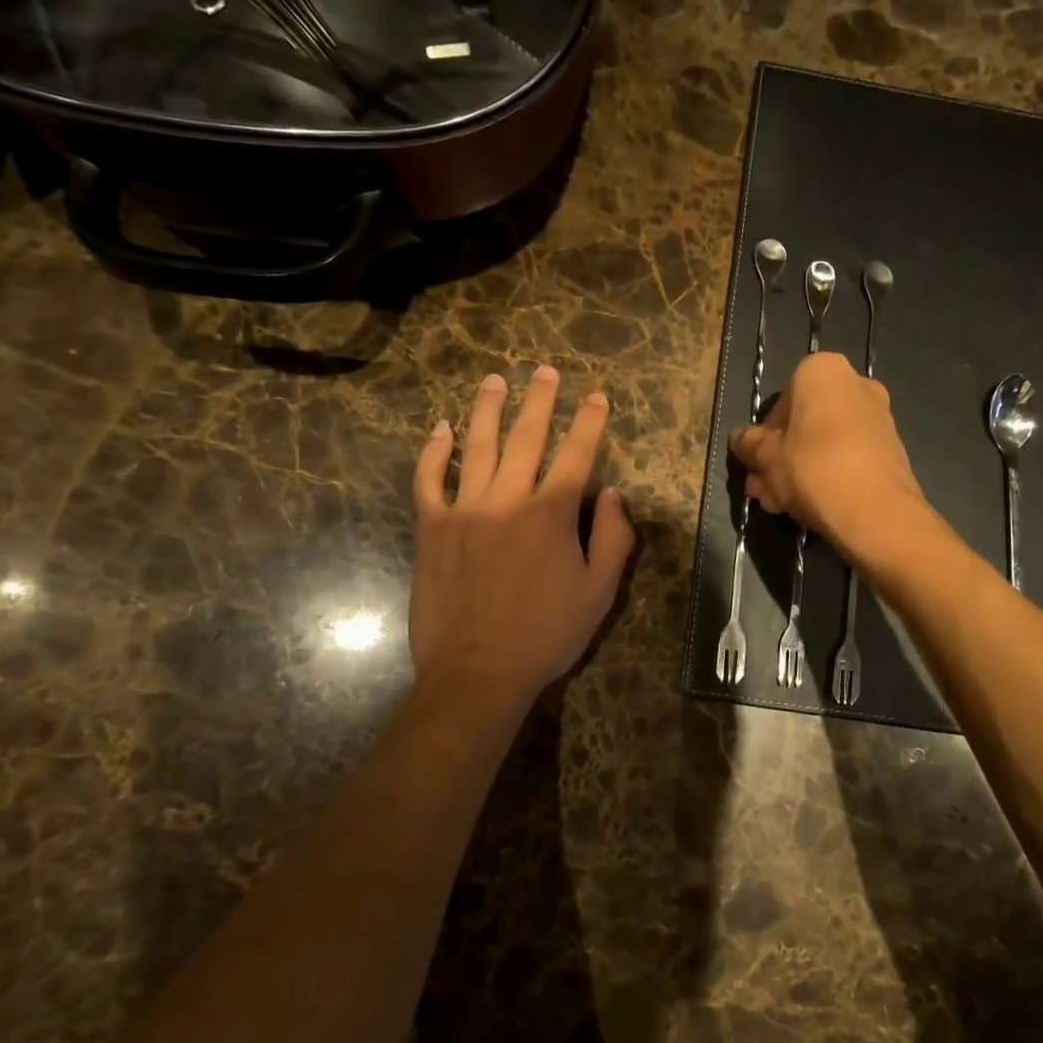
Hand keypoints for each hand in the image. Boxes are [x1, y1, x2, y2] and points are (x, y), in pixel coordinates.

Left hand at [410, 366, 634, 713]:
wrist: (478, 672)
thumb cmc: (546, 634)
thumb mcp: (600, 593)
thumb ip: (613, 539)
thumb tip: (613, 494)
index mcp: (552, 514)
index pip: (576, 454)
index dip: (589, 422)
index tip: (596, 396)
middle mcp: (508, 499)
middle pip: (526, 437)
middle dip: (540, 400)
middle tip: (545, 371)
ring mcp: (465, 510)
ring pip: (477, 447)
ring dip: (487, 410)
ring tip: (495, 381)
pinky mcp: (431, 528)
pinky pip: (429, 480)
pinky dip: (434, 452)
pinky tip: (440, 429)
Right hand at [730, 351, 930, 562]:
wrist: (876, 511)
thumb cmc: (812, 468)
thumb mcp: (766, 457)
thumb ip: (749, 444)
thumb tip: (740, 439)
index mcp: (823, 371)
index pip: (782, 399)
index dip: (764, 435)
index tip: (757, 462)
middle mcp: (856, 384)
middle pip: (805, 423)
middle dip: (781, 456)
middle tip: (764, 488)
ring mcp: (879, 417)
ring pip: (826, 443)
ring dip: (801, 470)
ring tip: (781, 505)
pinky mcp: (892, 449)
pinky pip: (849, 457)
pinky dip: (829, 476)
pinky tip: (811, 507)